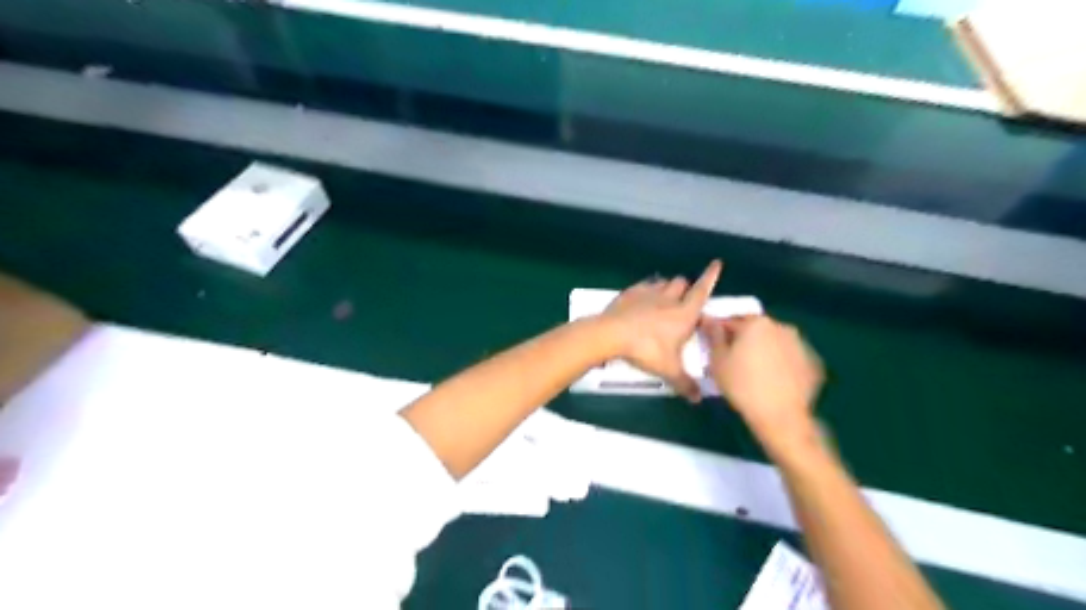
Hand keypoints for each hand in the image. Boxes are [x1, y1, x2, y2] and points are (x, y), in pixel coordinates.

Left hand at [603, 260, 719, 402]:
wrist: (612, 333)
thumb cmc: (647, 350)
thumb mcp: (668, 370)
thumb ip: (685, 383)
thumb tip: (698, 399)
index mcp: (684, 313)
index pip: (702, 290)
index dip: (711, 277)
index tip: (717, 263)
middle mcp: (669, 298)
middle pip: (683, 282)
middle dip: (686, 287)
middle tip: (684, 300)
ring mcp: (648, 292)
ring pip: (664, 282)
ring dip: (667, 288)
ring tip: (664, 299)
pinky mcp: (630, 292)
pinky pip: (644, 285)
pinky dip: (648, 289)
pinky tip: (643, 299)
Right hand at [706, 316, 824, 450]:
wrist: (781, 417)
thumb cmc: (742, 385)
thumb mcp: (717, 361)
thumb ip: (714, 336)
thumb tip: (711, 321)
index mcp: (757, 323)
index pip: (731, 320)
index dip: (719, 332)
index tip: (712, 344)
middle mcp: (781, 327)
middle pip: (755, 329)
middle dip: (744, 339)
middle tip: (732, 358)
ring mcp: (800, 344)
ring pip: (774, 342)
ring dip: (763, 350)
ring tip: (753, 371)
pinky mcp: (812, 363)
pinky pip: (789, 358)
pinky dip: (780, 363)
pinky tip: (772, 381)